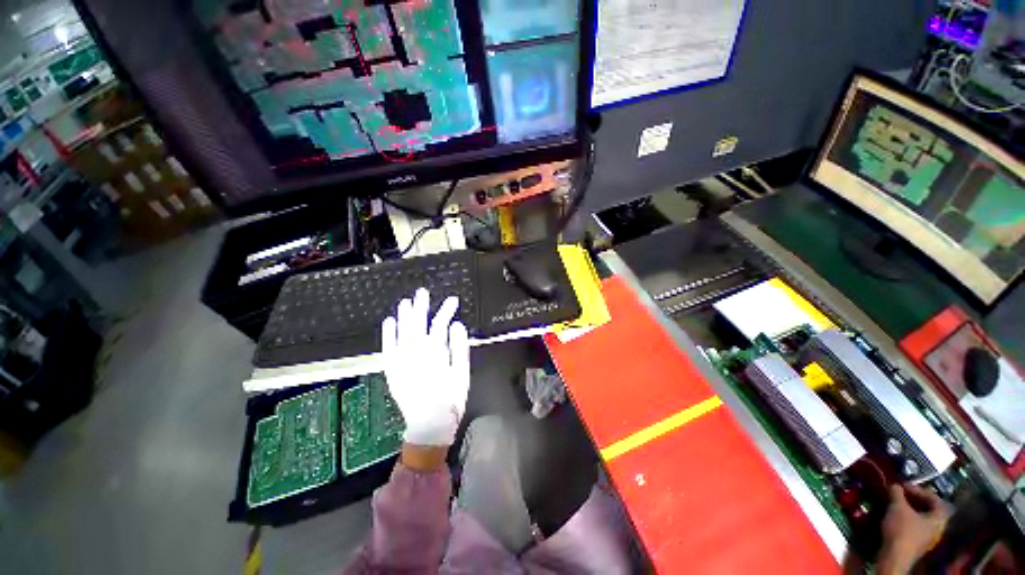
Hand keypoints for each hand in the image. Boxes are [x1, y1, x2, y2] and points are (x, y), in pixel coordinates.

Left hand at [382, 288, 470, 447]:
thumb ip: (459, 347)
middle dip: (420, 307)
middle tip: (422, 292)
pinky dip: (388, 334)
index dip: (446, 310)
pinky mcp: (392, 370)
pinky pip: (388, 348)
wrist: (429, 425)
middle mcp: (416, 353)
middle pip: (417, 324)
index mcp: (436, 353)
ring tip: (406, 301)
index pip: (440, 324)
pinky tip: (389, 321)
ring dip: (404, 316)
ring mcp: (402, 361)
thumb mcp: (462, 372)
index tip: (453, 300)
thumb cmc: (450, 399)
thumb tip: (456, 324)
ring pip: (402, 333)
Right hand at [878, 484, 952, 574]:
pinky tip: (894, 517)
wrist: (895, 556)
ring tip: (895, 504)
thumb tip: (895, 484)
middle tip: (900, 494)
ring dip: (908, 509)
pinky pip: (914, 526)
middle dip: (914, 500)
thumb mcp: (897, 507)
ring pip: (920, 518)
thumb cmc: (902, 529)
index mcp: (939, 519)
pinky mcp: (916, 544)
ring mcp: (927, 538)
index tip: (905, 486)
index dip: (921, 490)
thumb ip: (897, 493)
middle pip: (928, 509)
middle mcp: (937, 528)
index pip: (936, 499)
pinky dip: (906, 519)